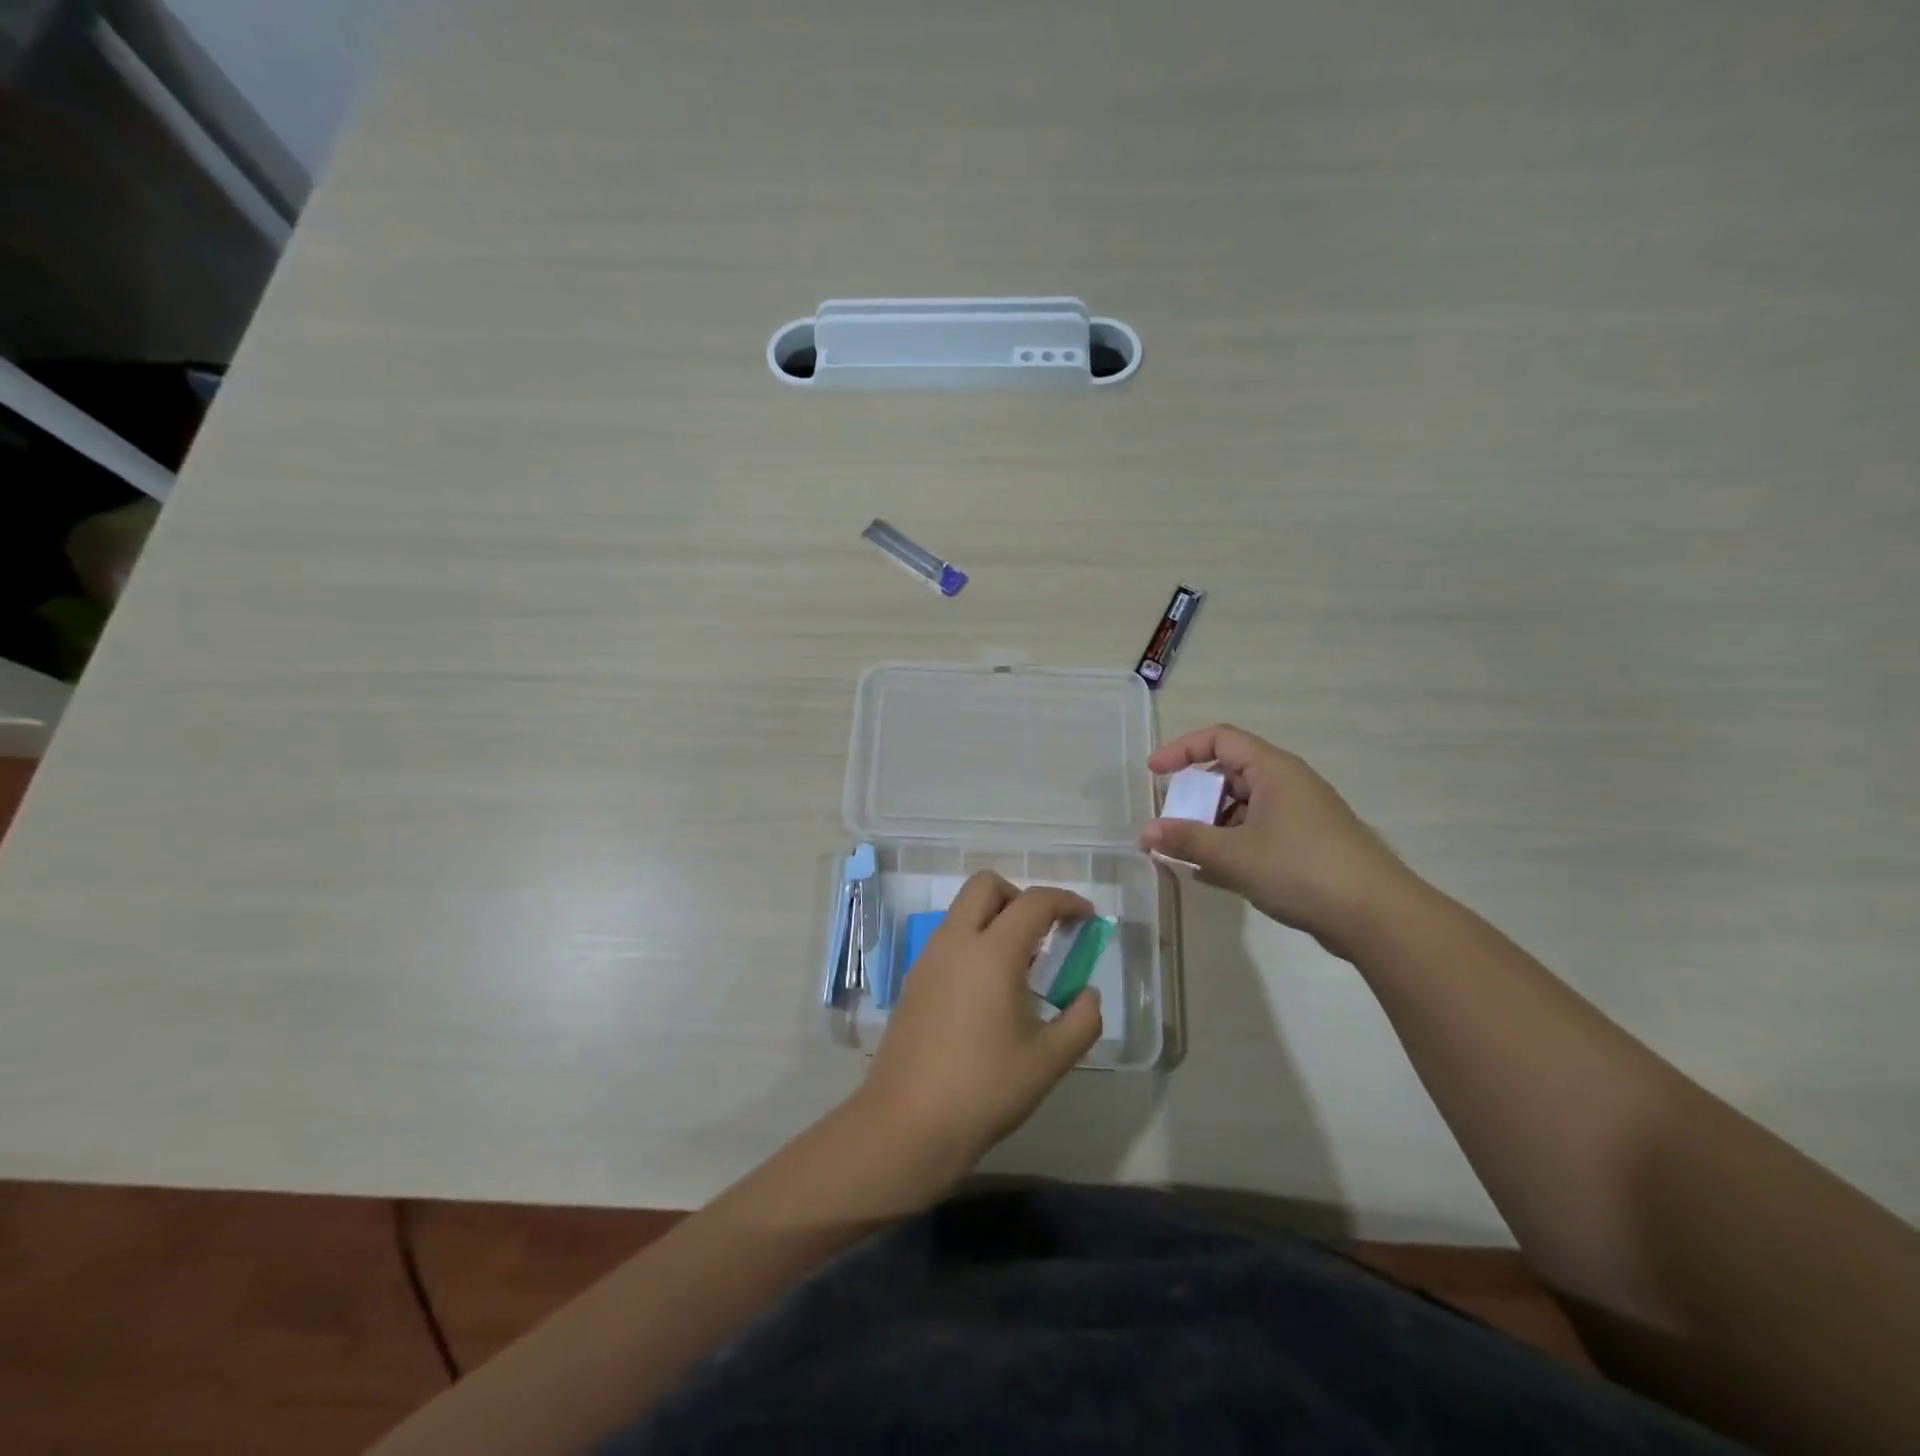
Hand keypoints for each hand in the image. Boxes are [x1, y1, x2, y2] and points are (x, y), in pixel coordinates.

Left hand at [858, 872, 1102, 1167]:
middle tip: (1045, 933)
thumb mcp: (1049, 1060)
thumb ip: (1082, 1021)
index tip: (1087, 918)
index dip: (1066, 902)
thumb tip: (1088, 996)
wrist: (907, 1123)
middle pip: (986, 885)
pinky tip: (988, 990)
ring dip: (994, 918)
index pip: (1034, 902)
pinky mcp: (913, 980)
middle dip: (1021, 896)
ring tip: (1020, 966)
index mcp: (993, 951)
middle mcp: (955, 941)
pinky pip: (948, 938)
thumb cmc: (985, 1089)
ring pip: (962, 910)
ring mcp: (928, 958)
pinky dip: (974, 941)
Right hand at [1140, 724, 1412, 950]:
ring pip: (1243, 807)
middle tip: (1172, 823)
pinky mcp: (1308, 843)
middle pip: (1229, 774)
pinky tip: (1216, 875)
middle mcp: (1288, 784)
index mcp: (1273, 770)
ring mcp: (1301, 814)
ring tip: (1191, 855)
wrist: (1377, 916)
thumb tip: (1145, 833)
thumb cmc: (1302, 870)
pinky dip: (1233, 844)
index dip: (1182, 750)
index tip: (1154, 773)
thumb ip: (1186, 841)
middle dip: (1195, 798)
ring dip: (1212, 826)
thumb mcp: (1234, 855)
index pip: (1220, 739)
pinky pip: (1259, 831)